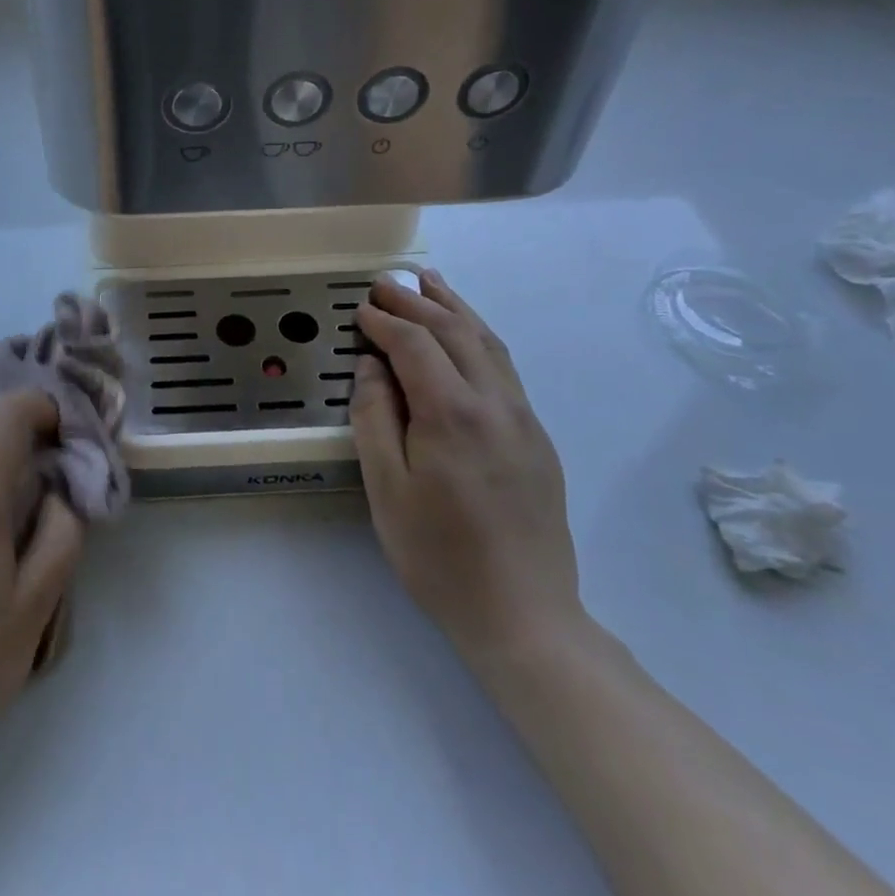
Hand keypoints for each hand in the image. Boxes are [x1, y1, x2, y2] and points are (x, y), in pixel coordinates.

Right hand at [351, 271, 584, 663]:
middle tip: (384, 281)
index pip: (415, 345)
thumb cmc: (439, 555)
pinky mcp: (536, 437)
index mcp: (452, 414)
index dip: (384, 321)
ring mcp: (523, 418)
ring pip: (487, 343)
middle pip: (454, 332)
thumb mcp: (387, 489)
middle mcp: (495, 403)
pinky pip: (503, 367)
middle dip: (416, 301)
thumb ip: (374, 417)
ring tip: (429, 281)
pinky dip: (478, 336)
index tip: (359, 308)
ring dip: (454, 308)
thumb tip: (371, 366)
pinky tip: (465, 334)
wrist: (524, 614)